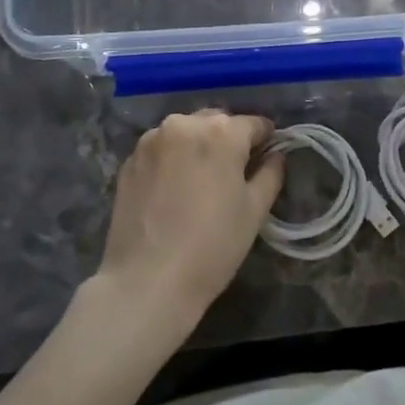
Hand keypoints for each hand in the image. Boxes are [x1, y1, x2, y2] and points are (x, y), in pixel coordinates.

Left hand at [98, 111, 283, 324]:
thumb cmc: (212, 246)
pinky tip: (173, 190)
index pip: (254, 124)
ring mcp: (151, 140)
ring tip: (200, 181)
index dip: (265, 140)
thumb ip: (270, 174)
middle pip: (217, 123)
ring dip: (198, 146)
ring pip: (186, 133)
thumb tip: (275, 156)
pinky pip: (161, 149)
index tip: (266, 159)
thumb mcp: (254, 211)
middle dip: (228, 140)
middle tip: (233, 173)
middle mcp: (185, 124)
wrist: (146, 282)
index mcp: (222, 131)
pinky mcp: (129, 161)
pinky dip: (172, 159)